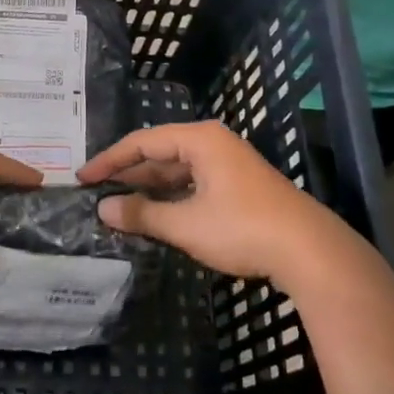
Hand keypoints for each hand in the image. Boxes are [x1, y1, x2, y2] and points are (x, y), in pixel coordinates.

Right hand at [79, 120, 362, 287]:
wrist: (310, 252)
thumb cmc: (243, 229)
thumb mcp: (186, 224)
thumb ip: (142, 215)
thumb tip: (103, 210)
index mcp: (200, 140)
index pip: (142, 142)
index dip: (109, 160)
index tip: (83, 178)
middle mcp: (213, 144)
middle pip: (159, 153)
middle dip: (128, 173)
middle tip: (95, 191)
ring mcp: (228, 165)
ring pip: (176, 171)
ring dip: (148, 188)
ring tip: (117, 205)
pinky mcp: (238, 186)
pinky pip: (192, 183)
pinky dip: (170, 197)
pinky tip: (154, 214)